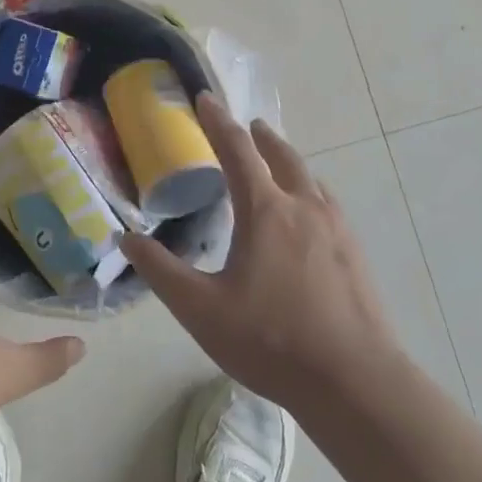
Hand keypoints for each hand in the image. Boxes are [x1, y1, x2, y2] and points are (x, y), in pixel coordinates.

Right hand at [121, 93, 402, 417]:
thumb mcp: (201, 310)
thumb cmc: (271, 341)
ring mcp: (335, 227)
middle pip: (280, 155)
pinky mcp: (354, 251)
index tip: (204, 98)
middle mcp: (303, 206)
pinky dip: (309, 189)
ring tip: (275, 162)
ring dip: (287, 160)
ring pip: (308, 177)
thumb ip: (161, 270)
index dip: (217, 121)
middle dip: (259, 136)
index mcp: (264, 210)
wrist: (354, 382)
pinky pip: (326, 202)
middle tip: (246, 127)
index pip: (236, 150)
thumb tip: (127, 237)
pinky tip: (308, 212)